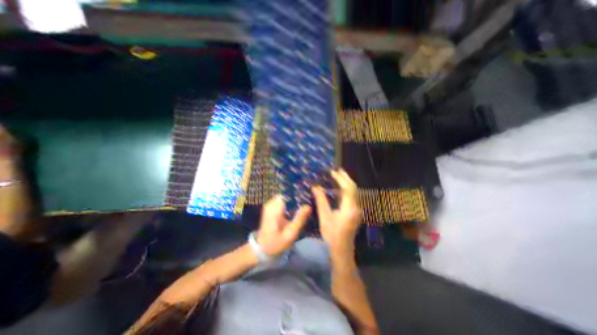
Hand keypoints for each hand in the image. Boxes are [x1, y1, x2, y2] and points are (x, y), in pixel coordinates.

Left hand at [258, 194, 312, 256]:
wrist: (263, 248)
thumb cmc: (277, 243)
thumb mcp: (290, 234)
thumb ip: (299, 219)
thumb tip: (308, 206)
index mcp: (274, 210)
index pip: (287, 194)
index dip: (298, 193)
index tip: (308, 194)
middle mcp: (271, 204)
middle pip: (286, 193)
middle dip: (297, 195)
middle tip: (308, 199)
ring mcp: (269, 205)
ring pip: (285, 196)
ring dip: (294, 199)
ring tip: (305, 202)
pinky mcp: (270, 207)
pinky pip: (282, 200)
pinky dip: (290, 202)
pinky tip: (297, 207)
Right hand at [314, 170, 358, 250]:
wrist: (342, 249)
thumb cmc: (332, 235)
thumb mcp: (325, 217)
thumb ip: (321, 200)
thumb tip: (315, 187)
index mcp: (349, 209)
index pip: (348, 189)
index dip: (340, 179)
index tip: (332, 172)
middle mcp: (356, 207)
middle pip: (353, 188)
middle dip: (345, 178)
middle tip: (337, 170)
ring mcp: (357, 210)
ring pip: (354, 192)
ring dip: (346, 183)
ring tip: (338, 176)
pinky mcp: (355, 211)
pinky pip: (352, 196)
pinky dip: (346, 189)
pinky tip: (339, 188)